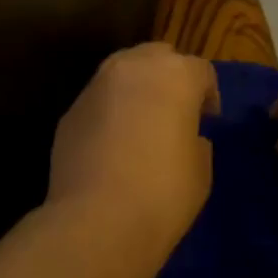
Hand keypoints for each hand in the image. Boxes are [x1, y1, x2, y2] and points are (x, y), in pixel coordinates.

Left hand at [47, 44, 219, 267]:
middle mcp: (132, 68)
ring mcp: (95, 87)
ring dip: (136, 90)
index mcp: (175, 75)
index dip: (208, 95)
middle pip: (157, 56)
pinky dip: (109, 113)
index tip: (208, 120)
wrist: (96, 221)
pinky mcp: (69, 112)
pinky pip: (98, 102)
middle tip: (175, 111)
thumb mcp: (201, 169)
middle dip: (169, 77)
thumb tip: (185, 136)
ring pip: (122, 73)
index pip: (200, 71)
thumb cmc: (164, 193)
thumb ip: (196, 140)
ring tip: (142, 125)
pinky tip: (113, 146)